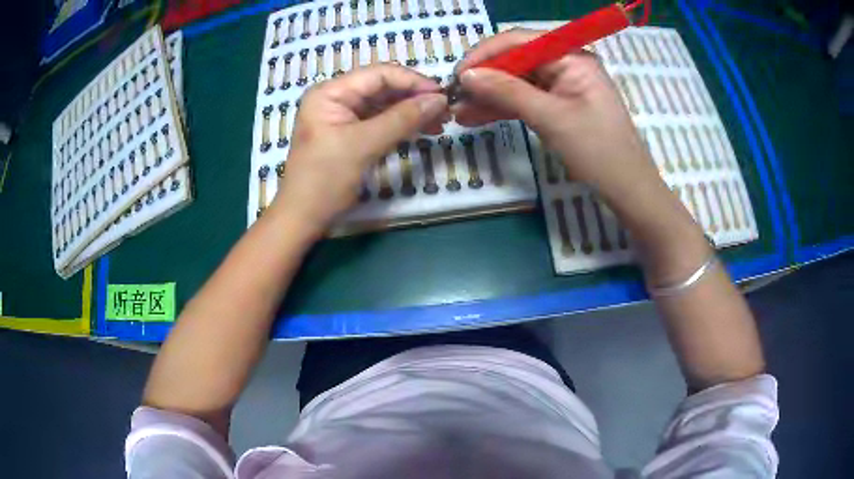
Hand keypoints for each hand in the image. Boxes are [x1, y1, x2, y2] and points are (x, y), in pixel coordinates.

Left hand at [270, 65, 447, 233]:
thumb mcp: (363, 145)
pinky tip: (423, 130)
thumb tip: (440, 99)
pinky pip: (380, 121)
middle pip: (383, 87)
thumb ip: (402, 119)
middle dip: (415, 97)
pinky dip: (402, 125)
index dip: (413, 81)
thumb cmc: (325, 180)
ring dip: (412, 112)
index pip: (379, 74)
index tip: (443, 95)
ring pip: (385, 105)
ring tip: (440, 123)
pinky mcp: (350, 134)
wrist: (303, 218)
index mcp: (330, 92)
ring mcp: (343, 116)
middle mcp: (336, 98)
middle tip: (446, 111)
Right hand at [453, 29, 665, 212]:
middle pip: (516, 60)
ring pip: (517, 82)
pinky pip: (526, 99)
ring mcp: (563, 85)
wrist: (627, 190)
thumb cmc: (598, 152)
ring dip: (489, 95)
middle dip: (485, 78)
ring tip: (459, 113)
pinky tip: (477, 117)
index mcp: (572, 56)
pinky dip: (503, 108)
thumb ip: (508, 92)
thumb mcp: (551, 118)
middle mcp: (566, 64)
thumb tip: (467, 75)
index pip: (520, 41)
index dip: (485, 54)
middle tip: (454, 98)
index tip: (457, 75)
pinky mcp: (559, 105)